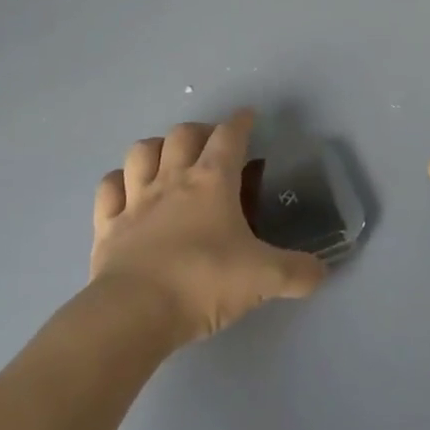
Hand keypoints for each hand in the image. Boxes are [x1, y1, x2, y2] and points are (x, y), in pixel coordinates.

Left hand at [91, 108, 325, 346]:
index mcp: (212, 182)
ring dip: (156, 148)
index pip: (229, 136)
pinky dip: (118, 182)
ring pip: (141, 151)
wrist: (135, 313)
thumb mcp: (263, 279)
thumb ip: (297, 272)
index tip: (248, 117)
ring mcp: (135, 199)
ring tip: (167, 159)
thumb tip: (322, 272)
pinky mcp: (107, 224)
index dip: (241, 122)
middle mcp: (172, 179)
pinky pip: (108, 188)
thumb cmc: (203, 282)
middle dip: (199, 130)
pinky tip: (127, 190)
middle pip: (183, 133)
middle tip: (211, 145)